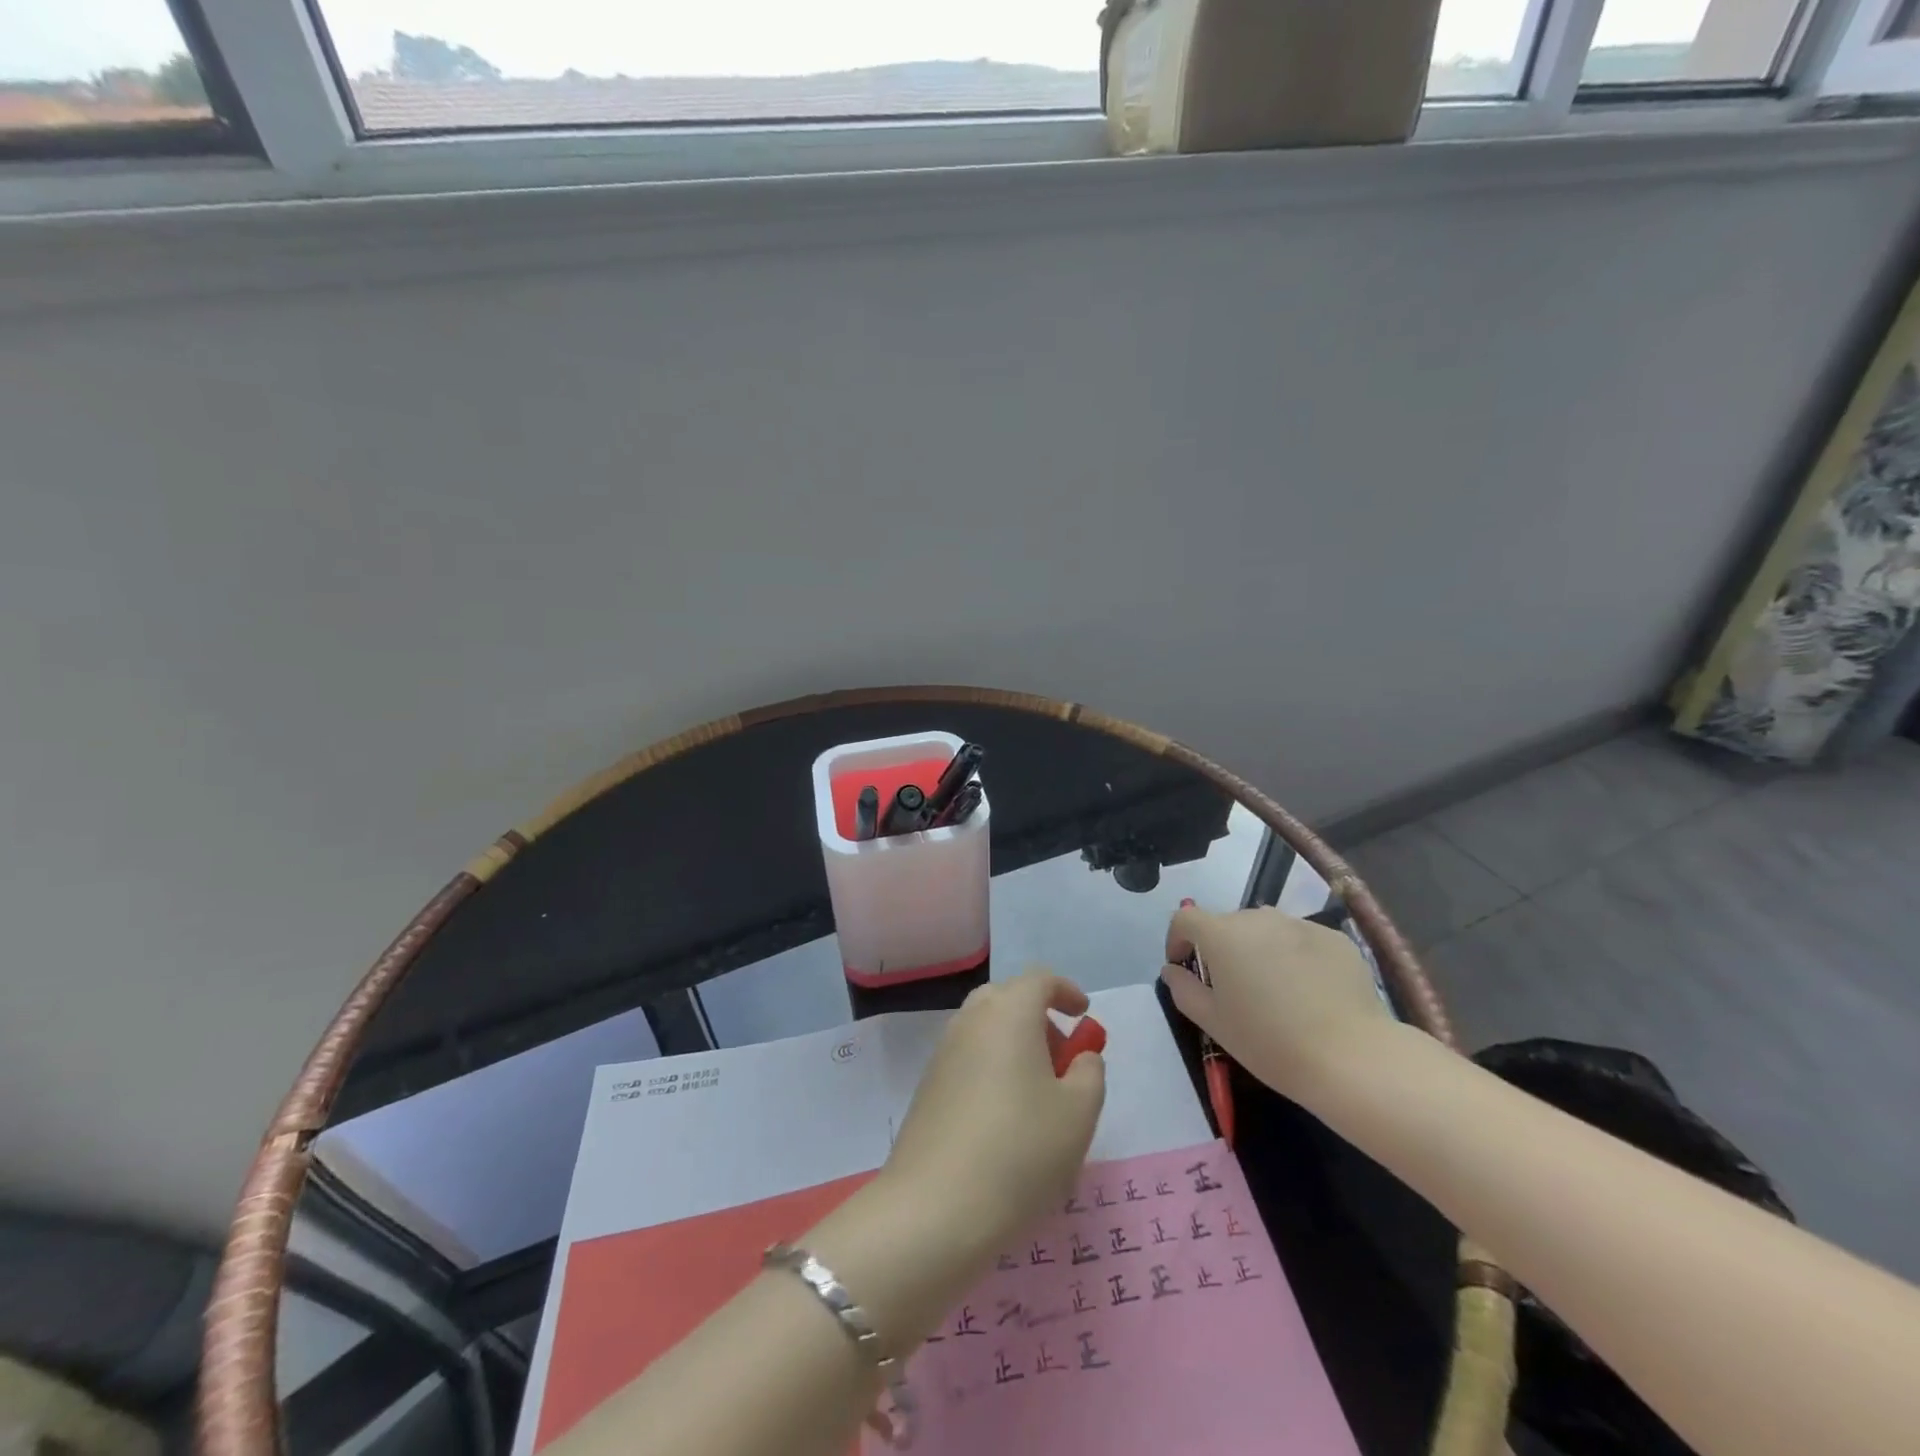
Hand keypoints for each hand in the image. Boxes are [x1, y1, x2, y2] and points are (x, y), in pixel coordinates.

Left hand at [883, 971, 1106, 1259]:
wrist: (934, 1207)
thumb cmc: (1020, 1150)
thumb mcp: (1078, 1113)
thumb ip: (1090, 1073)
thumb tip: (1080, 1056)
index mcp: (1009, 1012)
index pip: (1039, 979)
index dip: (1066, 992)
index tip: (1083, 1016)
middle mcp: (971, 1020)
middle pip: (1008, 999)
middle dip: (1039, 1019)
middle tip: (1062, 1060)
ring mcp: (943, 1052)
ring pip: (986, 1030)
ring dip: (1015, 1046)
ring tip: (1039, 1097)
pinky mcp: (928, 1086)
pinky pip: (969, 1059)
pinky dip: (993, 1069)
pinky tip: (1006, 1120)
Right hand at [1159, 905, 1389, 1102]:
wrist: (1352, 1057)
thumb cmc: (1270, 1042)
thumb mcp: (1214, 1023)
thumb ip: (1184, 990)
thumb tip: (1173, 970)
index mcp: (1222, 935)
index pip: (1185, 919)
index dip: (1177, 940)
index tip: (1185, 968)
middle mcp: (1258, 918)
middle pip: (1227, 923)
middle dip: (1221, 948)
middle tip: (1232, 988)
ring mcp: (1299, 924)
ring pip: (1266, 929)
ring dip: (1258, 949)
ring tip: (1273, 988)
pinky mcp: (1334, 938)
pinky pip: (1301, 939)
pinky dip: (1295, 956)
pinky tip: (1310, 992)